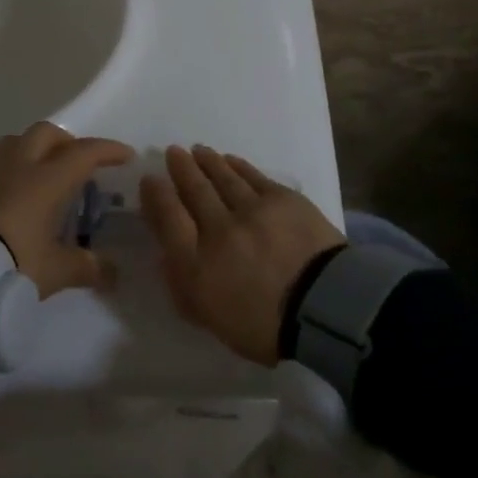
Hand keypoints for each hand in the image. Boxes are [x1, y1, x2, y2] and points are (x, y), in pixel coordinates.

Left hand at [0, 123, 132, 296]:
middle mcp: (21, 164)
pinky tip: (15, 191)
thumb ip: (86, 266)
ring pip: (19, 140)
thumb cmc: (13, 261)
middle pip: (48, 134)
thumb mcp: (55, 270)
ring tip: (45, 174)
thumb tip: (113, 272)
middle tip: (79, 164)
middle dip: (68, 143)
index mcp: (47, 179)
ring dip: (37, 149)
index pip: (85, 153)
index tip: (124, 155)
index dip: (107, 151)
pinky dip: (14, 165)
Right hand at [141, 145, 344, 365]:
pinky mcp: (282, 198)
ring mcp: (251, 209)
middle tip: (173, 152)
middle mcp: (218, 227)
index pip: (168, 217)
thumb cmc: (265, 326)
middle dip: (180, 168)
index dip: (156, 195)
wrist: (327, 308)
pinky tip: (230, 160)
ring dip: (207, 162)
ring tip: (198, 151)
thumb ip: (183, 285)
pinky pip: (252, 175)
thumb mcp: (211, 318)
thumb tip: (168, 253)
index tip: (150, 180)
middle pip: (194, 189)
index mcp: (196, 263)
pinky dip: (237, 166)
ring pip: (222, 177)